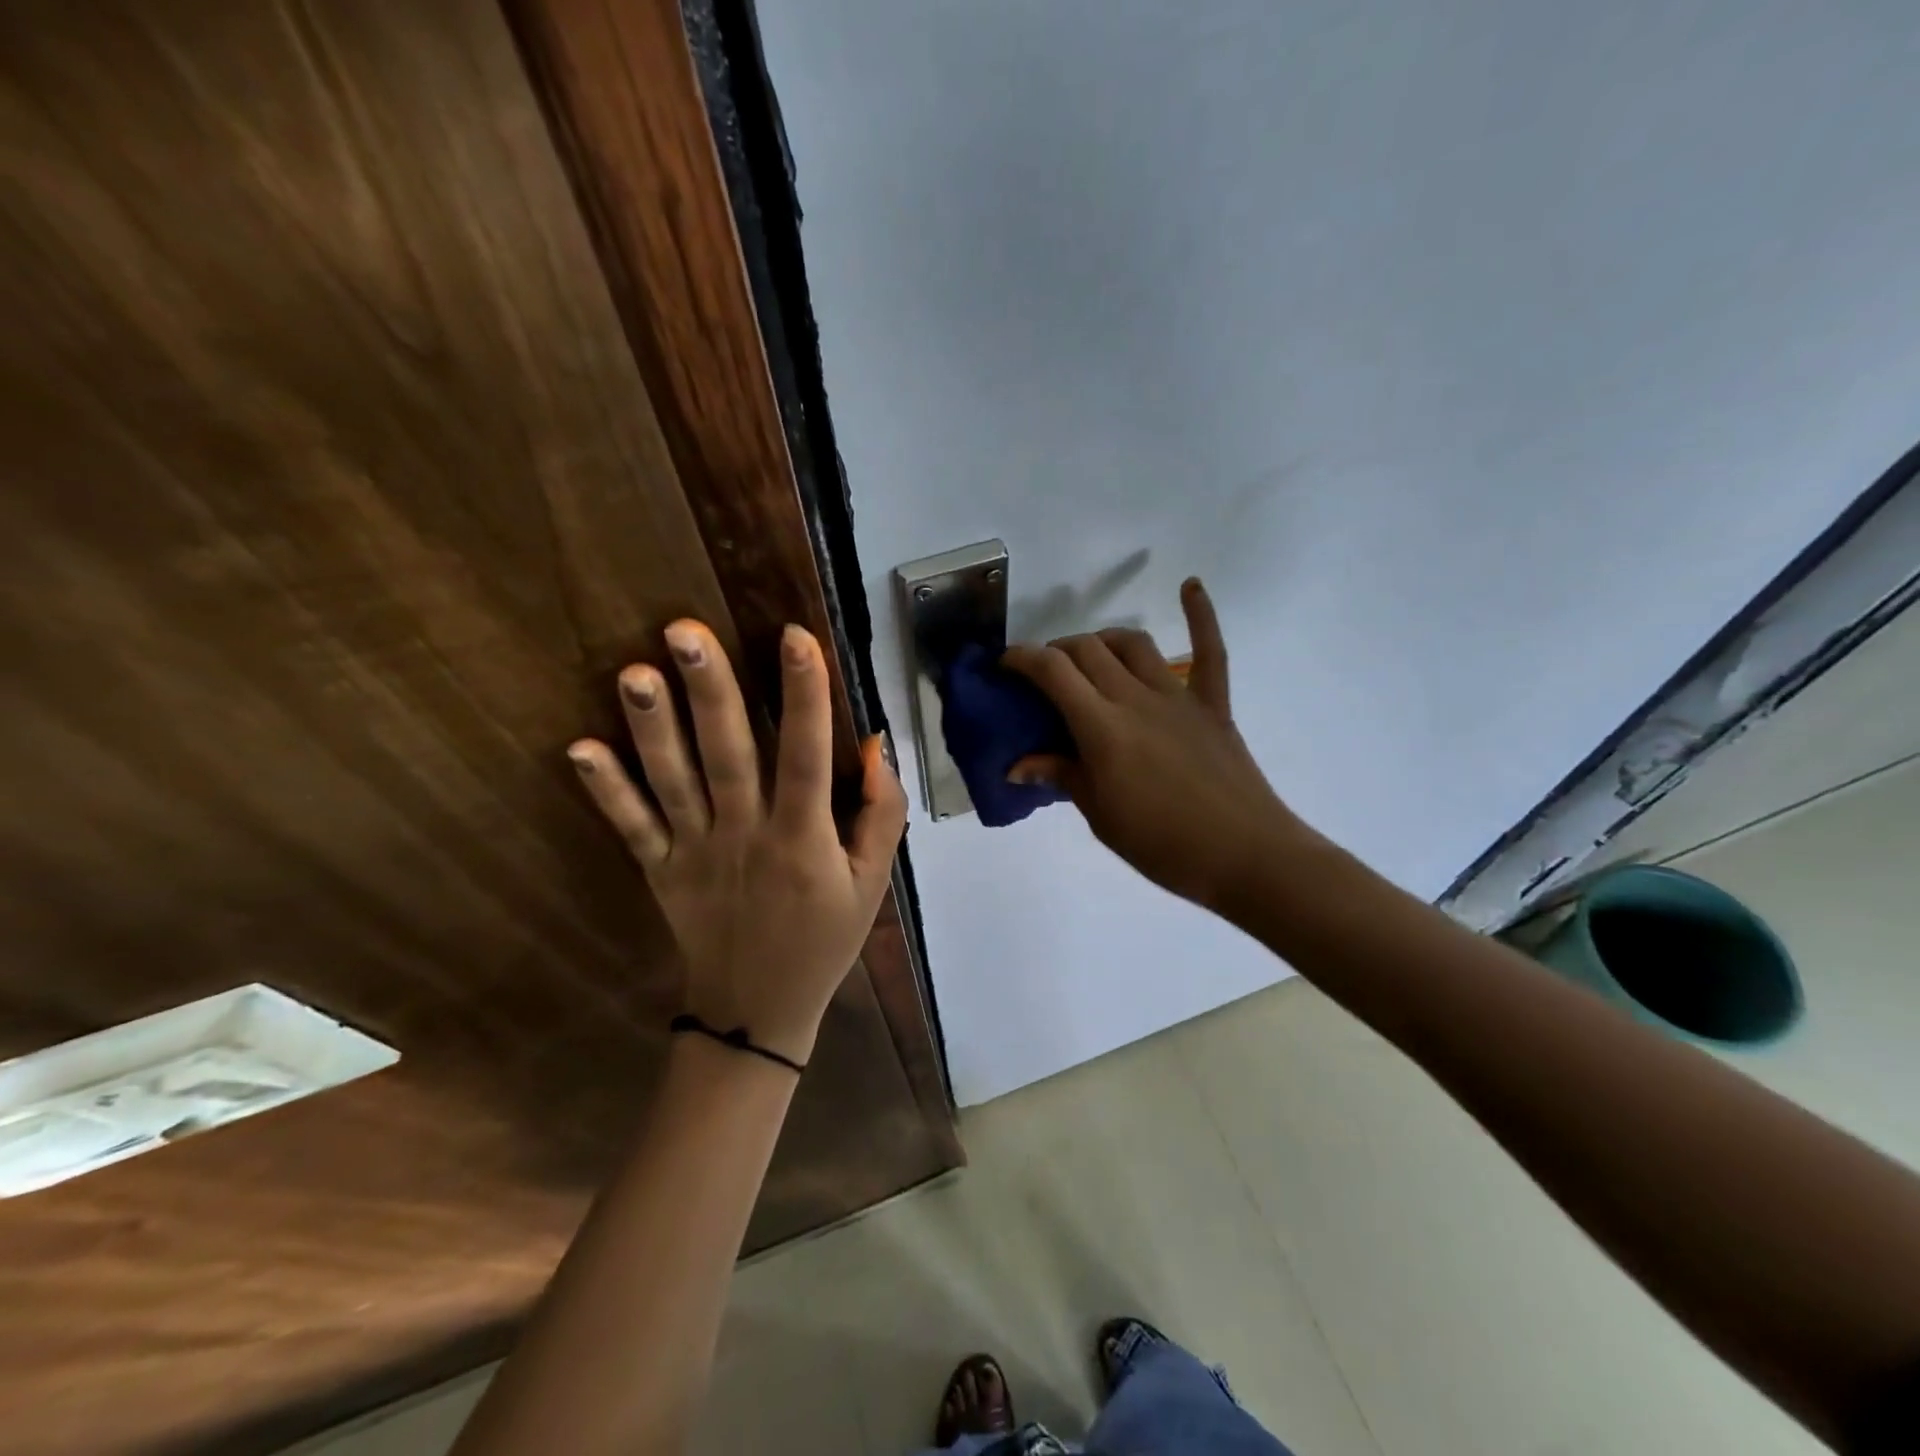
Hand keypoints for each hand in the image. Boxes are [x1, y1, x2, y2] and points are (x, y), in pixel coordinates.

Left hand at [567, 620, 907, 1067]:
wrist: (758, 1011)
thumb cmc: (825, 939)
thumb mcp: (872, 883)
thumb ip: (881, 814)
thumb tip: (875, 746)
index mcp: (802, 838)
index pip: (805, 756)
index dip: (804, 696)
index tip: (795, 636)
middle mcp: (745, 835)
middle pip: (727, 755)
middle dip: (709, 691)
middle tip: (684, 631)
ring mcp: (695, 852)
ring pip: (672, 781)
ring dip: (652, 727)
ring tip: (634, 672)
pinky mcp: (661, 869)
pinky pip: (631, 826)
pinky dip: (606, 789)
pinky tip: (578, 748)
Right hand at [1002, 578, 1318, 913]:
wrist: (1244, 856)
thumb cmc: (1162, 844)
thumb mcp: (1100, 815)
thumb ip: (1061, 776)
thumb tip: (1016, 765)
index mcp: (1102, 728)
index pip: (1053, 672)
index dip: (1022, 658)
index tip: (1005, 664)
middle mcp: (1135, 698)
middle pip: (1087, 650)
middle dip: (1057, 651)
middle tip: (1044, 674)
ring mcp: (1178, 696)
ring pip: (1132, 644)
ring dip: (1103, 640)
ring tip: (1090, 656)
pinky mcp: (1212, 704)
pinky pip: (1210, 650)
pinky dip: (1201, 614)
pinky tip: (1190, 585)